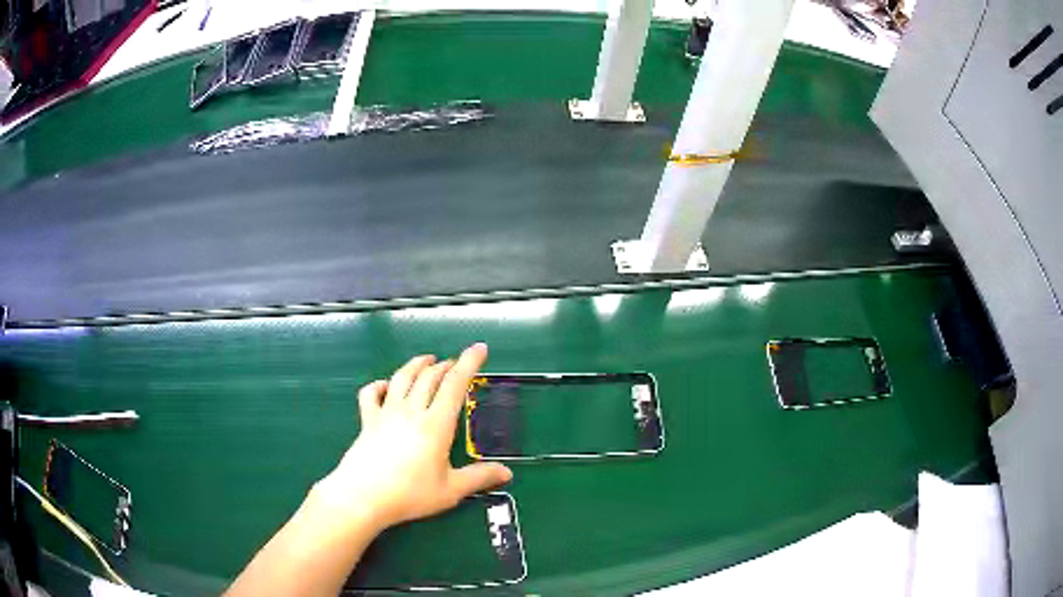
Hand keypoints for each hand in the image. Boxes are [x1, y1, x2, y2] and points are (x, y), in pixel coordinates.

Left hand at [312, 343, 511, 533]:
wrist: (363, 496)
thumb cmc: (409, 494)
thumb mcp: (451, 490)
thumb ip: (479, 478)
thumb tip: (507, 473)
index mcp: (436, 425)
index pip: (455, 384)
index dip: (469, 363)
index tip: (480, 348)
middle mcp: (411, 411)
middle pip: (429, 377)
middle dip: (446, 365)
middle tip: (456, 363)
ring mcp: (386, 413)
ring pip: (402, 378)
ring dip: (416, 365)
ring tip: (426, 360)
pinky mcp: (367, 421)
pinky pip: (371, 393)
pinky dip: (380, 384)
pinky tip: (385, 386)